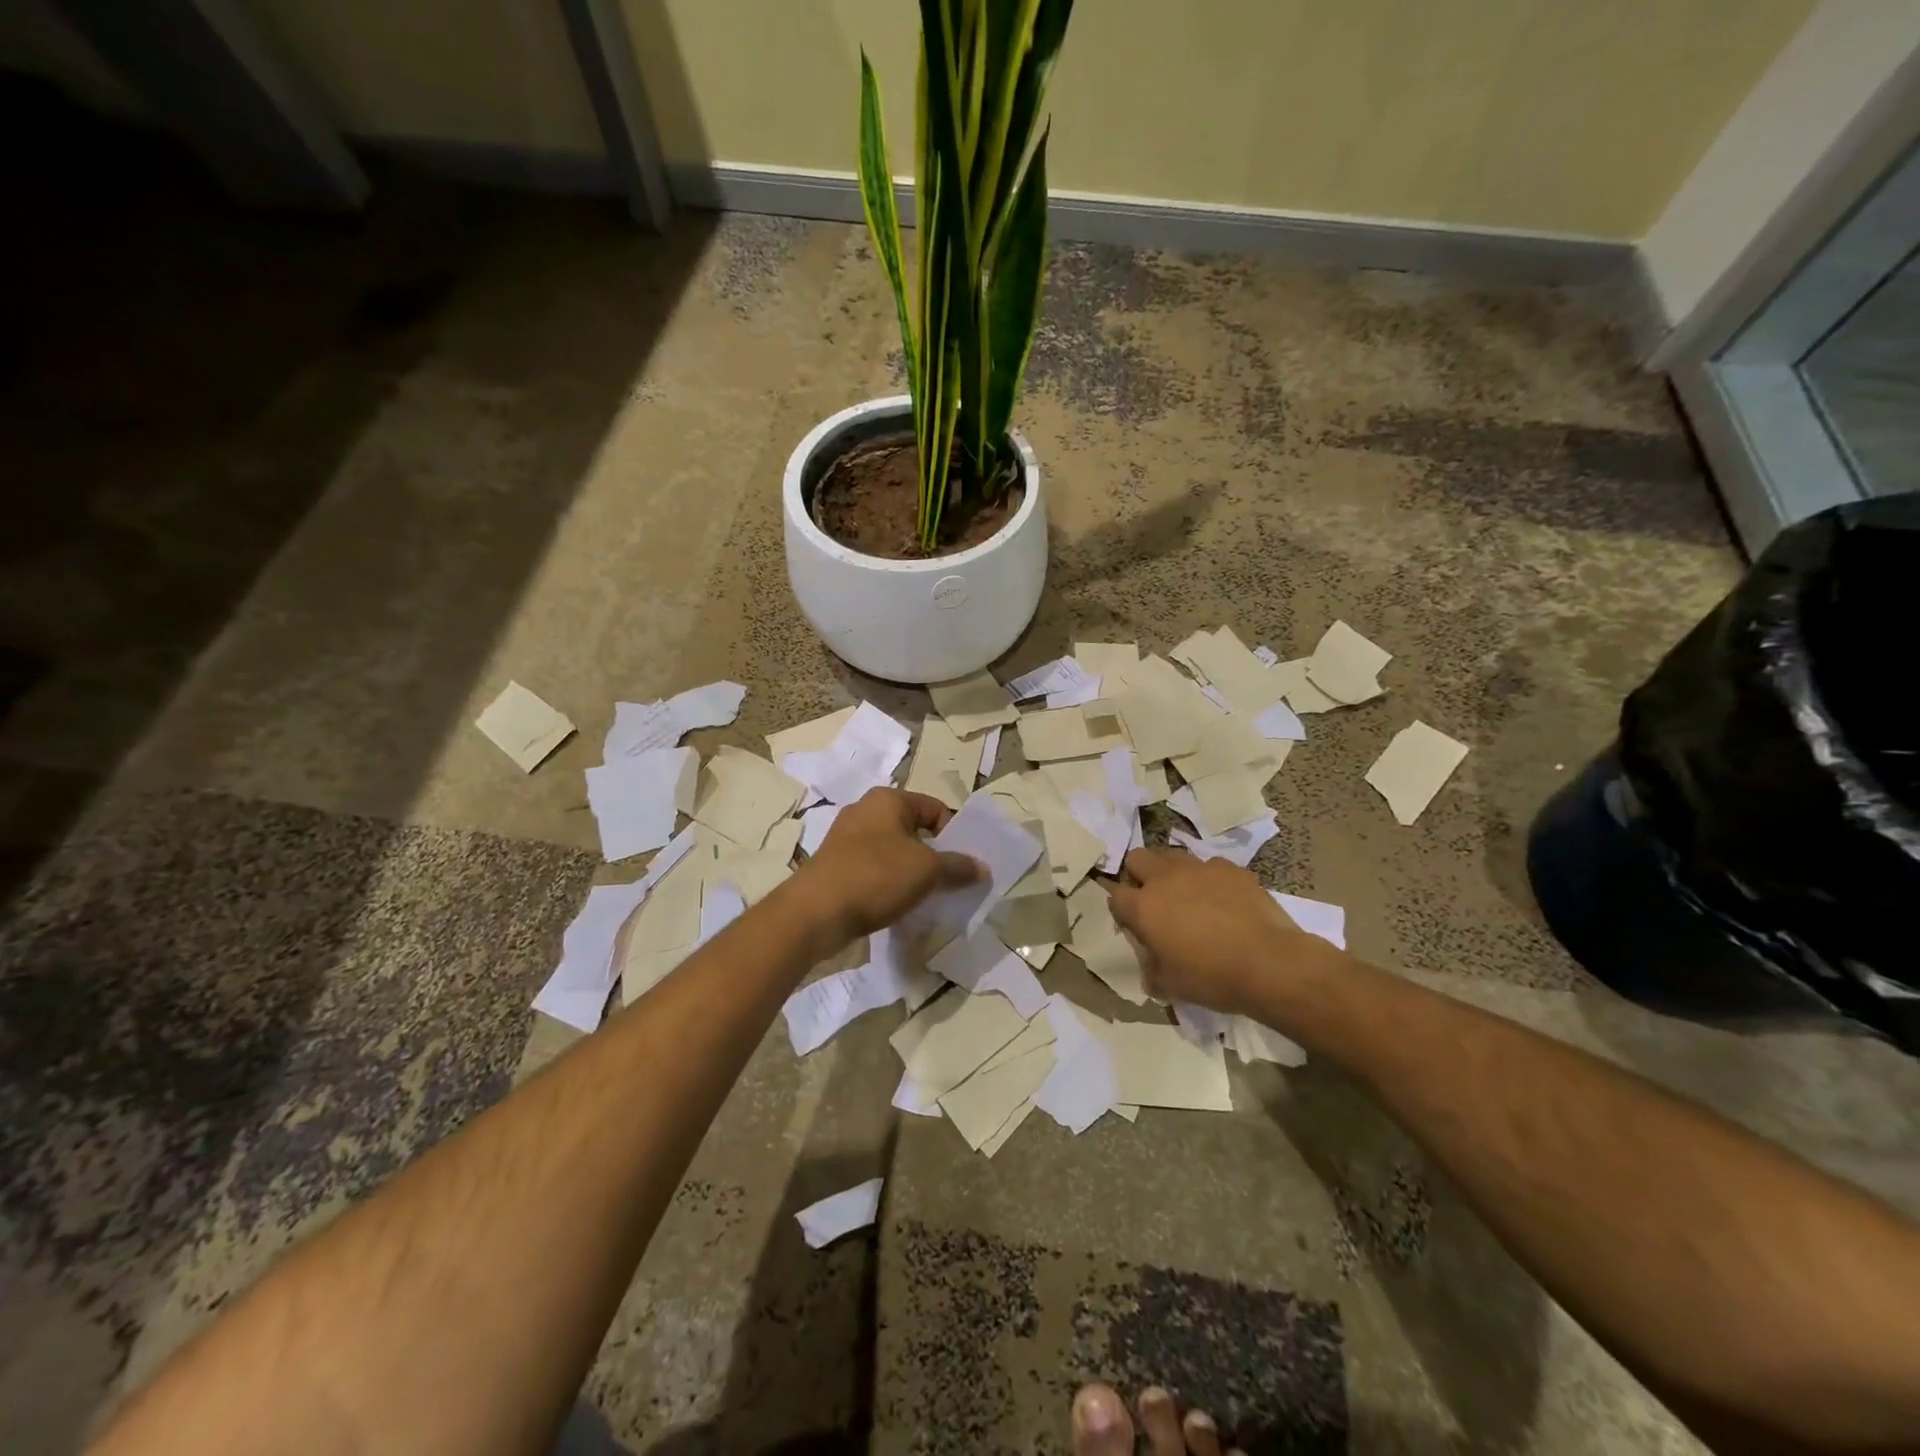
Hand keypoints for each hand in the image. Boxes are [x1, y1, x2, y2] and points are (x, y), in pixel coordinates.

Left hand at [791, 788, 983, 947]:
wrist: (815, 913)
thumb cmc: (876, 877)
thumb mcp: (927, 870)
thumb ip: (958, 866)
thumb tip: (983, 867)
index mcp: (888, 800)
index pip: (935, 808)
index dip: (954, 834)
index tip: (965, 864)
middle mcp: (865, 811)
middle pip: (914, 830)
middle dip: (934, 855)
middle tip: (951, 882)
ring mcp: (846, 839)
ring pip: (893, 851)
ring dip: (912, 872)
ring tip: (927, 897)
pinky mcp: (835, 866)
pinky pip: (874, 870)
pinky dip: (889, 884)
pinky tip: (898, 905)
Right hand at [1107, 848, 1343, 1014]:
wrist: (1270, 964)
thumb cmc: (1212, 977)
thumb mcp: (1169, 986)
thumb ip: (1150, 969)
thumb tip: (1150, 964)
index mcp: (1144, 907)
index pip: (1115, 896)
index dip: (1121, 910)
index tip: (1133, 925)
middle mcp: (1165, 879)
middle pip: (1137, 858)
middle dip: (1139, 875)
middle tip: (1154, 901)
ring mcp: (1200, 868)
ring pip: (1172, 855)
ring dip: (1171, 871)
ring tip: (1186, 895)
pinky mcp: (1231, 869)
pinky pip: (1210, 865)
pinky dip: (1209, 879)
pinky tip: (1223, 900)